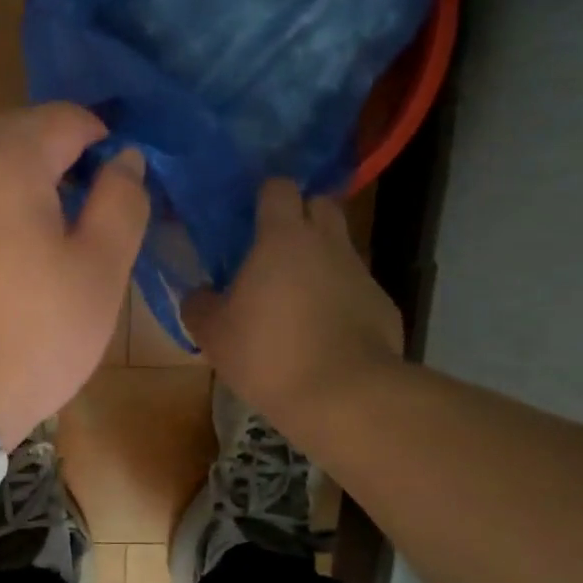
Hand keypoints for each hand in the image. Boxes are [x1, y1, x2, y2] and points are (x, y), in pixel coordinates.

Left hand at [0, 104, 148, 446]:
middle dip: (59, 163)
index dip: (103, 142)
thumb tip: (125, 159)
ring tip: (44, 241)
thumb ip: (122, 204)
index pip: (65, 118)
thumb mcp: (98, 274)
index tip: (119, 186)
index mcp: (3, 158)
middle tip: (87, 217)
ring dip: (19, 187)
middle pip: (18, 135)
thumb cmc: (28, 337)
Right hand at [184, 179, 403, 437]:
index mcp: (283, 238)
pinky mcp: (384, 305)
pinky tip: (327, 332)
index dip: (265, 196)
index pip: (279, 187)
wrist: (343, 394)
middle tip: (277, 249)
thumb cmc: (268, 354)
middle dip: (302, 216)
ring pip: (341, 248)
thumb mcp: (214, 334)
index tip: (251, 216)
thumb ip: (199, 305)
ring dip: (321, 261)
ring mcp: (362, 273)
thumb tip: (198, 294)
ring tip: (299, 298)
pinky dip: (342, 299)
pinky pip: (358, 288)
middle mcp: (328, 243)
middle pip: (321, 205)